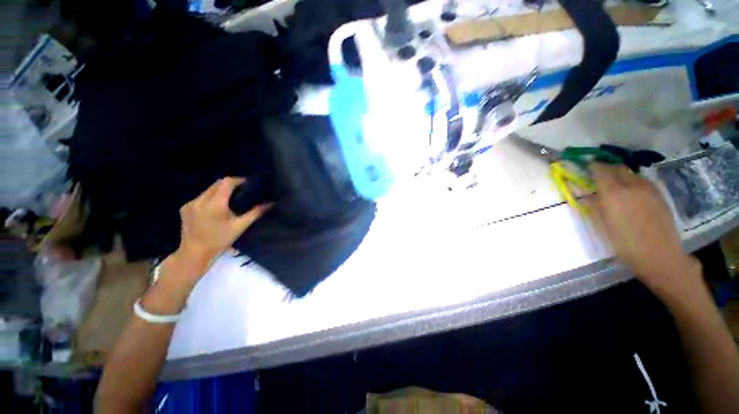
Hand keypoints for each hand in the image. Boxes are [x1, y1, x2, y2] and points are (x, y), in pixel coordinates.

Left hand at [177, 177, 270, 270]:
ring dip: (220, 190)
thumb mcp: (240, 227)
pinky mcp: (185, 208)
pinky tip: (216, 207)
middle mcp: (200, 200)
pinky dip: (210, 197)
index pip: (226, 182)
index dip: (238, 180)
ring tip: (231, 198)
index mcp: (215, 204)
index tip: (248, 184)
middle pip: (217, 184)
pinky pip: (201, 197)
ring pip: (208, 190)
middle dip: (230, 184)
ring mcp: (190, 204)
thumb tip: (271, 204)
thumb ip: (255, 213)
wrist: (194, 254)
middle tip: (242, 191)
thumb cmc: (220, 241)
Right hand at [588, 164, 699, 292]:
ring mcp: (649, 190)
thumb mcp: (603, 227)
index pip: (600, 171)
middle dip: (606, 167)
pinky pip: (644, 181)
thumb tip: (587, 196)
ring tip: (615, 181)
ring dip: (621, 174)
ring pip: (632, 173)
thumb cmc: (626, 244)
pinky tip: (632, 190)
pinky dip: (634, 181)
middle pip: (618, 168)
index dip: (592, 167)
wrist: (660, 256)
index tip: (585, 166)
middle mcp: (631, 186)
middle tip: (598, 172)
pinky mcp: (659, 196)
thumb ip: (595, 207)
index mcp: (614, 194)